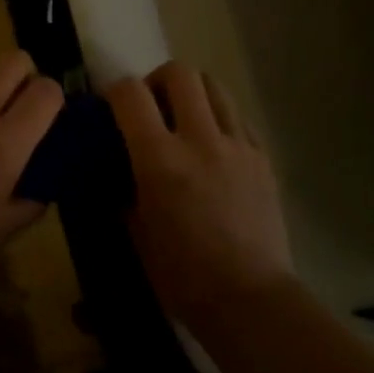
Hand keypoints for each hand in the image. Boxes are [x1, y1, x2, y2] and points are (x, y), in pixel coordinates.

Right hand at [106, 62, 294, 332]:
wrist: (249, 299)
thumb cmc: (181, 274)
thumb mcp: (136, 231)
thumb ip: (125, 188)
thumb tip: (120, 168)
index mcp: (160, 158)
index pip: (131, 93)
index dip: (115, 92)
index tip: (110, 108)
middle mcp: (200, 139)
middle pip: (180, 73)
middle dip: (158, 81)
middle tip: (152, 107)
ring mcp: (237, 145)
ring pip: (215, 86)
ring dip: (192, 94)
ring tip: (185, 121)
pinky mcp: (263, 158)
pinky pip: (238, 118)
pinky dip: (219, 120)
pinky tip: (213, 149)